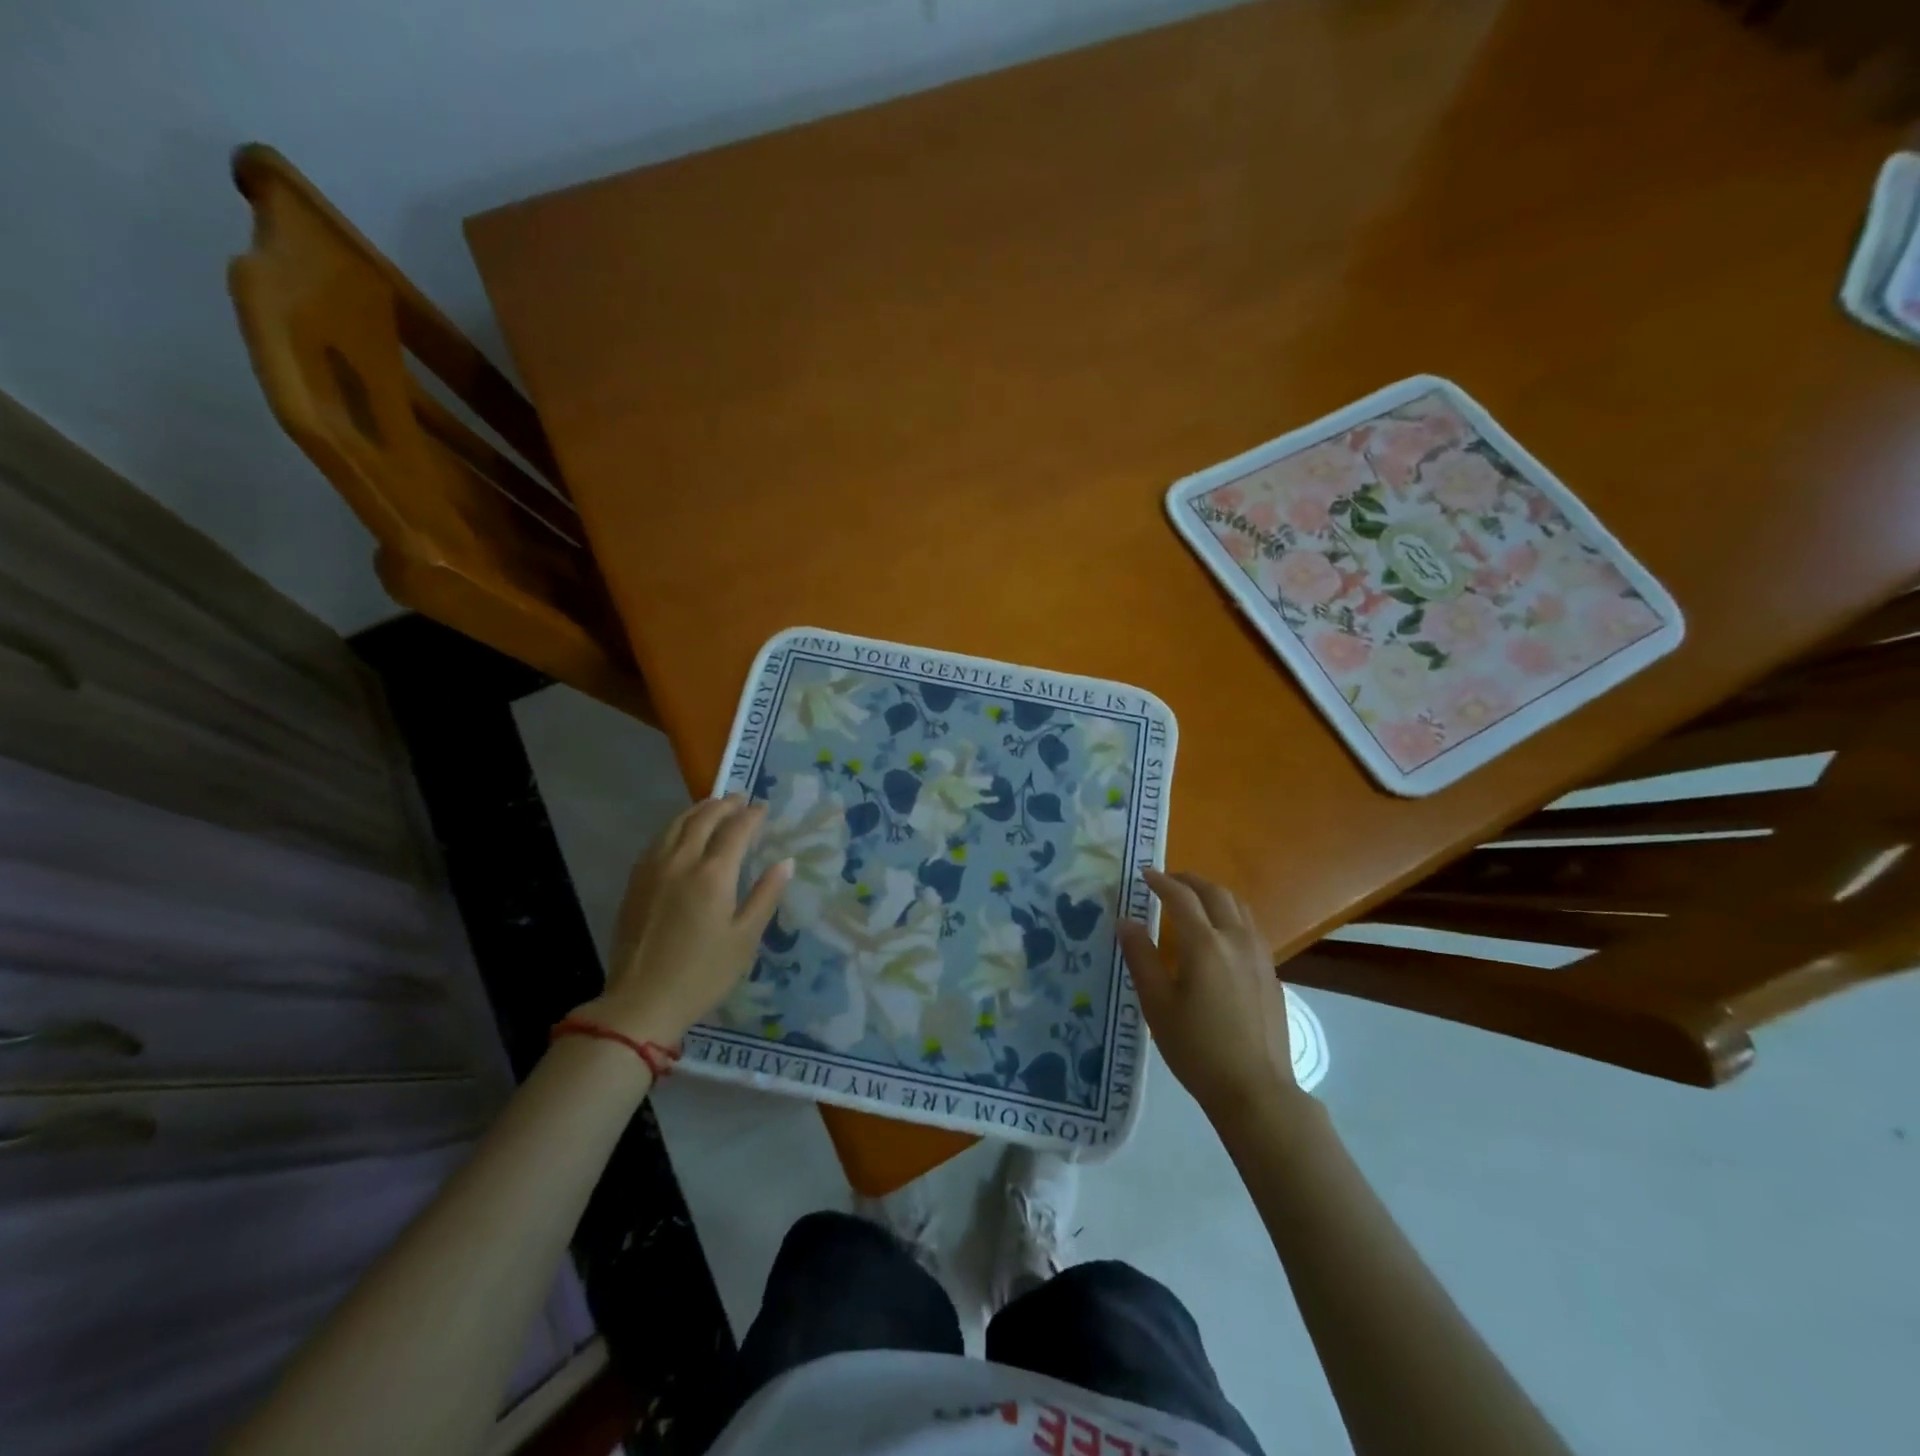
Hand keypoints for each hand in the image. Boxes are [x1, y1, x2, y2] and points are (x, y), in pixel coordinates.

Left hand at [571, 795, 792, 1044]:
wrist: (641, 1002)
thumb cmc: (703, 974)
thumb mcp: (745, 938)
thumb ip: (766, 895)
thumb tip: (786, 862)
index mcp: (713, 874)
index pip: (736, 830)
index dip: (752, 815)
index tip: (764, 808)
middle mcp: (681, 861)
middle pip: (704, 819)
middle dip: (725, 804)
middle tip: (741, 799)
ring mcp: (653, 869)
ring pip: (676, 824)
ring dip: (698, 810)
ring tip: (713, 805)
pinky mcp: (635, 882)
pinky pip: (658, 840)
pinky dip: (675, 826)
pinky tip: (680, 832)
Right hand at [1117, 868, 1305, 1127]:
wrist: (1255, 1089)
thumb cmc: (1197, 1048)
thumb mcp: (1157, 1004)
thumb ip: (1141, 957)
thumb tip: (1125, 921)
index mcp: (1205, 944)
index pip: (1181, 897)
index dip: (1161, 882)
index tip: (1144, 875)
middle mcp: (1235, 940)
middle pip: (1215, 893)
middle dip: (1190, 880)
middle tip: (1168, 880)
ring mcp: (1259, 955)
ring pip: (1239, 906)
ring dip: (1213, 894)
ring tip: (1194, 899)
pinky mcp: (1271, 972)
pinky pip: (1250, 927)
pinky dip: (1230, 914)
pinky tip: (1219, 934)